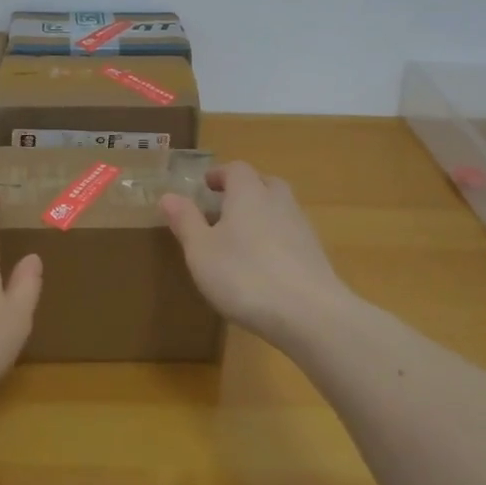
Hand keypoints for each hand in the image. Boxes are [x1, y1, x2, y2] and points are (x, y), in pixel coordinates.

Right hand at [160, 162, 352, 340]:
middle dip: (245, 190)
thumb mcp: (201, 251)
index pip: (236, 169)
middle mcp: (278, 202)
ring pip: (280, 209)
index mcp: (248, 193)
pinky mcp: (316, 256)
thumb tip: (169, 195)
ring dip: (262, 216)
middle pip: (264, 183)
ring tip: (242, 239)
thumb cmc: (245, 275)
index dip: (219, 174)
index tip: (205, 186)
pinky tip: (265, 267)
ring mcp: (302, 228)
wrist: (310, 315)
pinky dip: (276, 241)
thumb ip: (186, 221)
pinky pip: (291, 236)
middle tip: (224, 208)